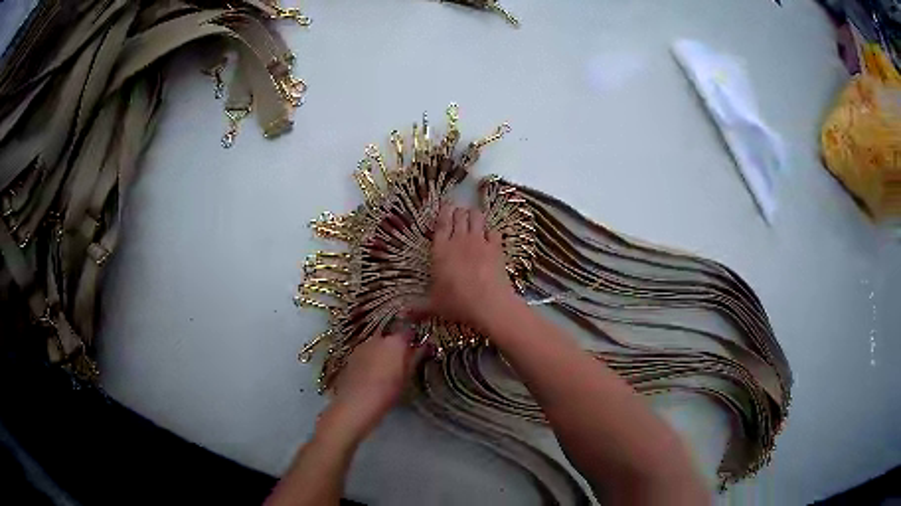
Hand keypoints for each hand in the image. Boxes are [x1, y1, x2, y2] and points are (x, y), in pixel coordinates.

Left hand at [322, 329, 422, 443]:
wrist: (356, 403)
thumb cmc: (387, 391)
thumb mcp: (407, 376)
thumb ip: (415, 357)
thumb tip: (424, 346)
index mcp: (394, 341)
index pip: (408, 331)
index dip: (413, 338)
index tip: (418, 346)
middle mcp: (376, 339)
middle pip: (390, 337)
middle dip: (396, 346)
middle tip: (402, 361)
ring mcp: (361, 347)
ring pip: (376, 345)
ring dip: (382, 353)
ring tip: (386, 370)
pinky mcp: (350, 357)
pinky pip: (365, 354)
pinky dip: (370, 360)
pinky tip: (372, 374)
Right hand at [413, 205, 519, 329]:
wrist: (489, 303)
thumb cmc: (457, 303)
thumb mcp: (434, 305)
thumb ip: (419, 307)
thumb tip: (402, 315)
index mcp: (441, 250)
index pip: (441, 223)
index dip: (443, 212)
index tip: (446, 206)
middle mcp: (459, 240)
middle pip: (460, 215)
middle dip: (459, 212)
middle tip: (459, 215)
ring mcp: (479, 241)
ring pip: (477, 217)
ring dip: (475, 216)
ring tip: (474, 219)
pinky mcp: (496, 247)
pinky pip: (493, 230)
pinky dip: (491, 230)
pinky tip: (490, 235)